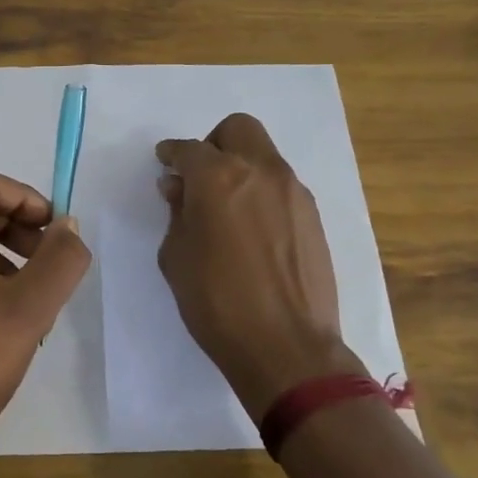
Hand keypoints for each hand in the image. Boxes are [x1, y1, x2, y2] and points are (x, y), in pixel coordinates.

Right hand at [155, 114, 363, 419]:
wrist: (287, 347)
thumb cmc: (216, 302)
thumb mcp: (176, 257)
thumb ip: (177, 213)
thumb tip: (180, 189)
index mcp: (218, 178)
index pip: (188, 149)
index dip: (171, 154)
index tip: (165, 164)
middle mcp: (260, 172)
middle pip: (237, 129)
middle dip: (214, 144)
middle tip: (201, 177)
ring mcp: (293, 192)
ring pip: (264, 156)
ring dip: (241, 168)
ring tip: (227, 209)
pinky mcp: (313, 216)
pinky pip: (281, 186)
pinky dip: (262, 192)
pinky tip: (253, 231)